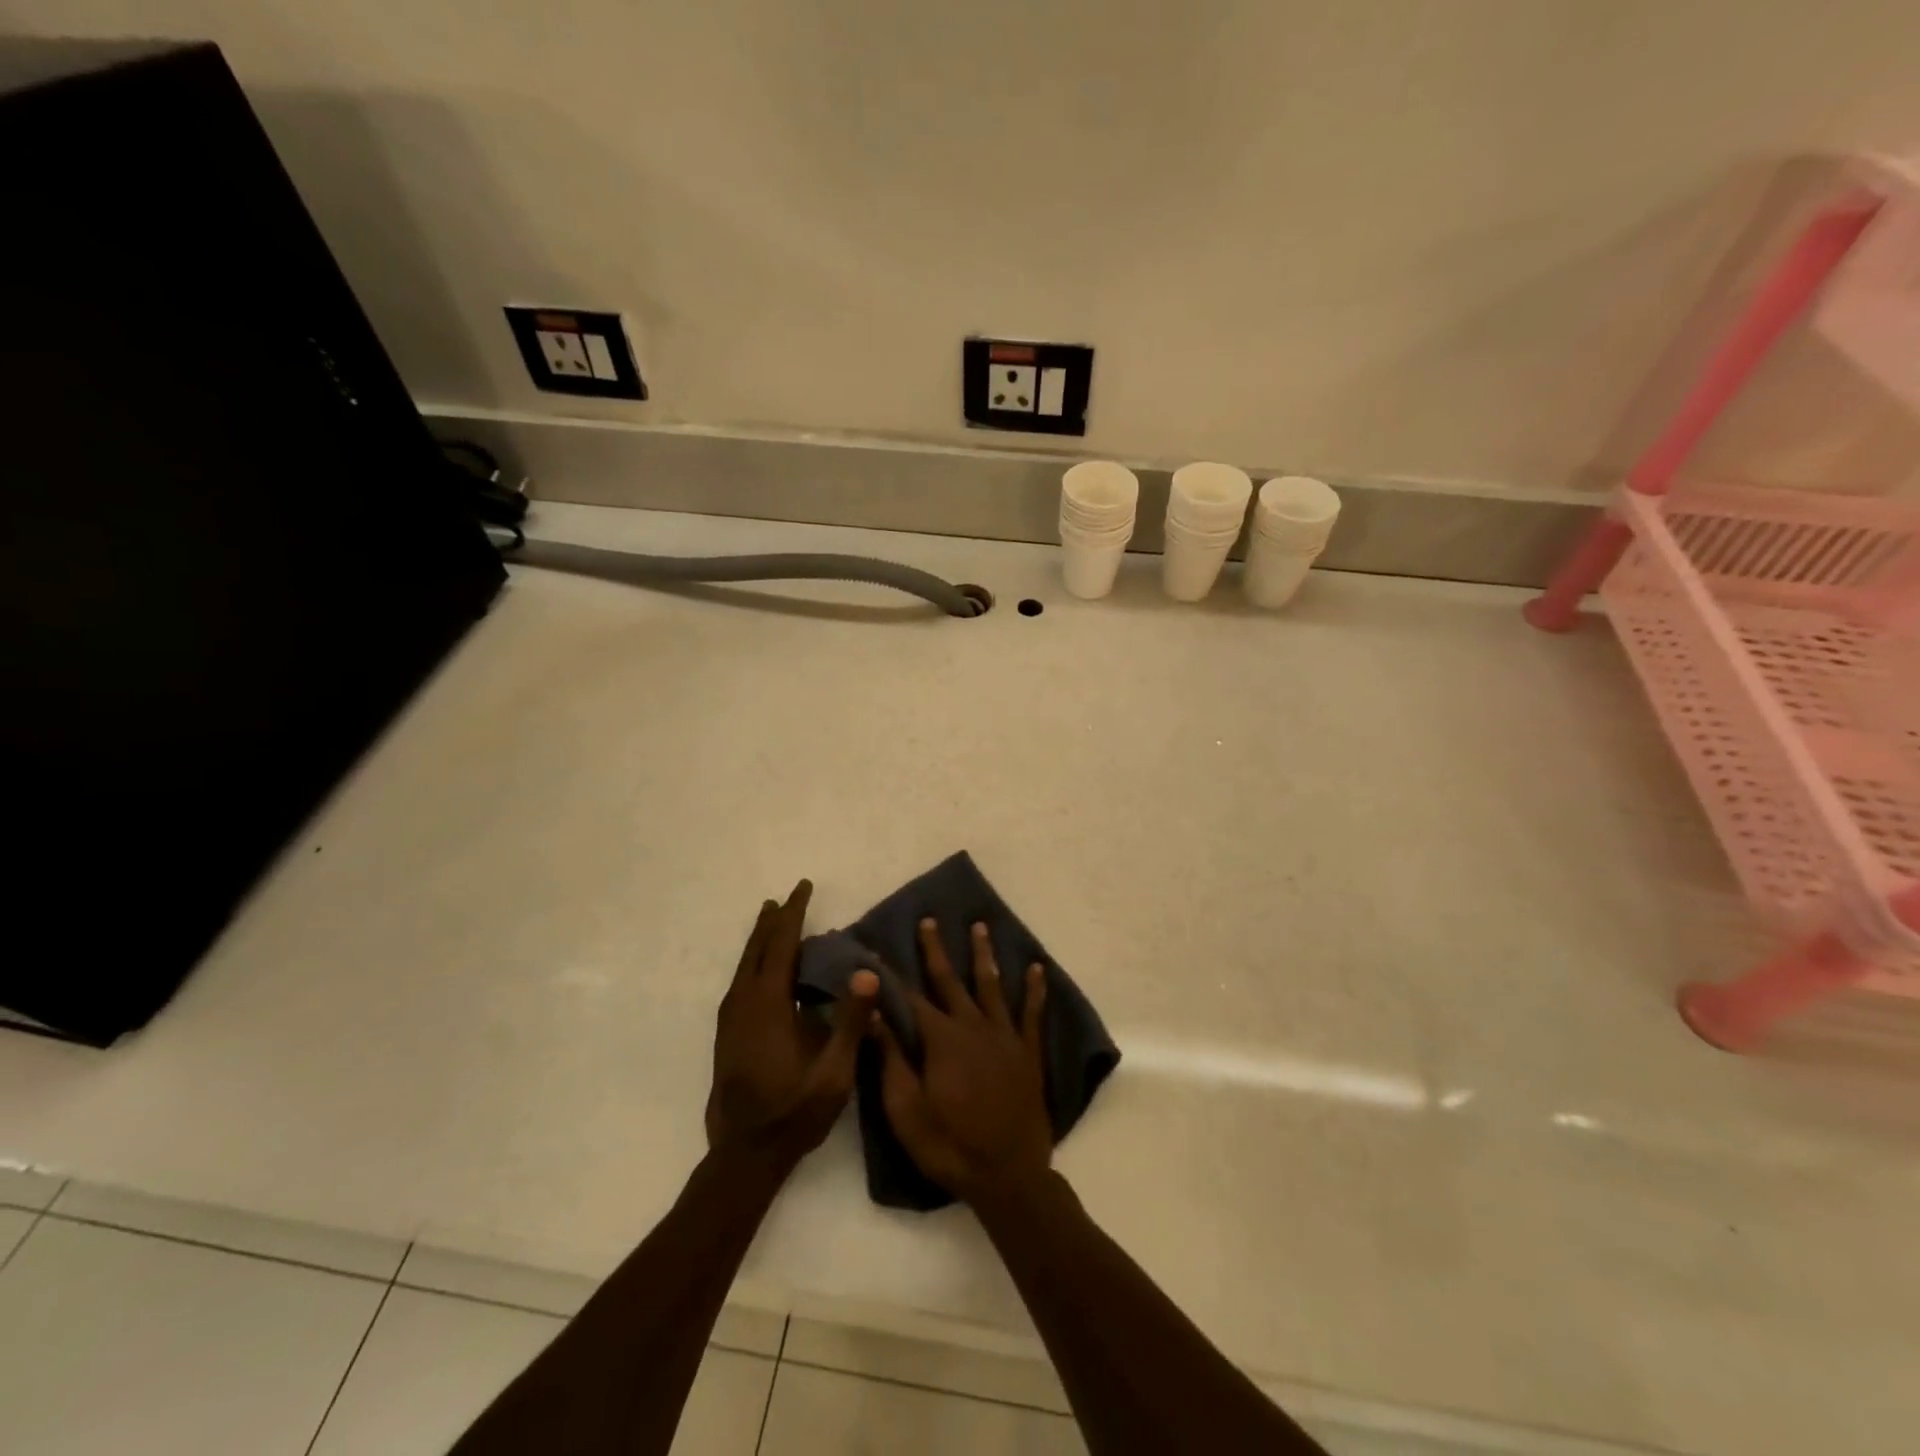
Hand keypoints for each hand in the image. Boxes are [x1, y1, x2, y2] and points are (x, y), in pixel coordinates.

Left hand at [706, 881, 877, 1165]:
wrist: (744, 1155)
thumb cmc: (794, 1112)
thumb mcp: (834, 1072)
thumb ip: (851, 1021)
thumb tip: (866, 972)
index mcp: (768, 1004)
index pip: (782, 945)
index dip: (793, 914)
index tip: (803, 887)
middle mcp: (744, 1003)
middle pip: (758, 949)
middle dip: (774, 921)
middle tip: (787, 898)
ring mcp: (731, 1020)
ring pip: (744, 965)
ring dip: (761, 940)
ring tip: (772, 921)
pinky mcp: (727, 1034)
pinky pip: (740, 982)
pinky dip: (753, 962)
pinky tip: (762, 971)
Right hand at [876, 918, 1051, 1204]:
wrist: (1007, 1176)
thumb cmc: (949, 1145)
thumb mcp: (906, 1109)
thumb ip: (891, 1058)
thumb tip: (875, 1014)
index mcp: (940, 1039)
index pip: (910, 997)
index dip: (891, 974)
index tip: (877, 949)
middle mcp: (973, 1026)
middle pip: (951, 980)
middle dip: (937, 950)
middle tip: (930, 920)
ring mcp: (1005, 1037)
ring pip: (992, 985)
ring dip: (984, 955)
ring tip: (980, 926)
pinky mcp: (1028, 1053)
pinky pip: (1033, 1014)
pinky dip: (1034, 990)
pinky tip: (1037, 968)